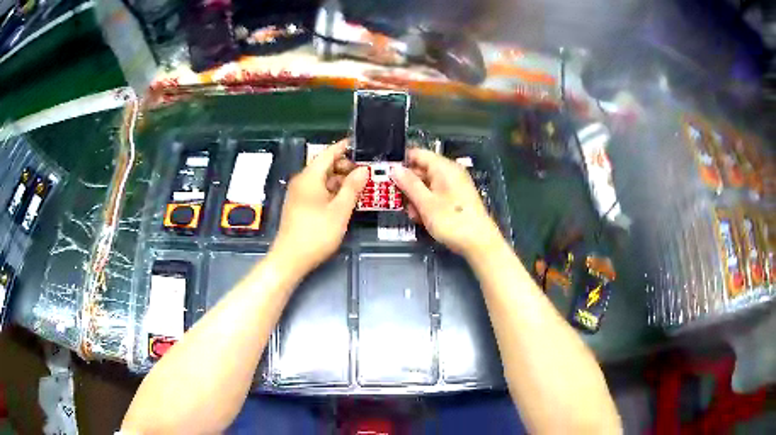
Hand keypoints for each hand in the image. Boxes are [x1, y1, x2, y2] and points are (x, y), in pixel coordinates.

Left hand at [271, 139, 367, 274]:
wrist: (290, 259)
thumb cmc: (316, 233)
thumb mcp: (340, 210)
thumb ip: (353, 187)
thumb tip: (364, 169)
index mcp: (309, 177)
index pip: (328, 153)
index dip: (345, 147)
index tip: (361, 144)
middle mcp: (302, 181)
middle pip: (325, 165)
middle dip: (346, 166)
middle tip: (367, 172)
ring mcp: (299, 194)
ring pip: (322, 179)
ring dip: (341, 180)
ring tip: (361, 186)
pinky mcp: (299, 206)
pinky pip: (318, 190)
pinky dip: (332, 191)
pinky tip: (346, 199)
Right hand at [391, 148, 502, 256]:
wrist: (479, 243)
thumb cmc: (452, 221)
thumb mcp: (426, 203)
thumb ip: (409, 184)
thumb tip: (394, 168)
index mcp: (444, 167)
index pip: (418, 154)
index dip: (401, 162)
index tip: (386, 174)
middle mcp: (449, 173)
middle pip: (421, 170)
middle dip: (407, 184)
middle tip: (394, 199)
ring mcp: (454, 186)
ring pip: (427, 185)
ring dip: (415, 198)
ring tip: (411, 214)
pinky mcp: (456, 199)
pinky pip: (436, 195)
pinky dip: (426, 204)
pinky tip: (422, 218)